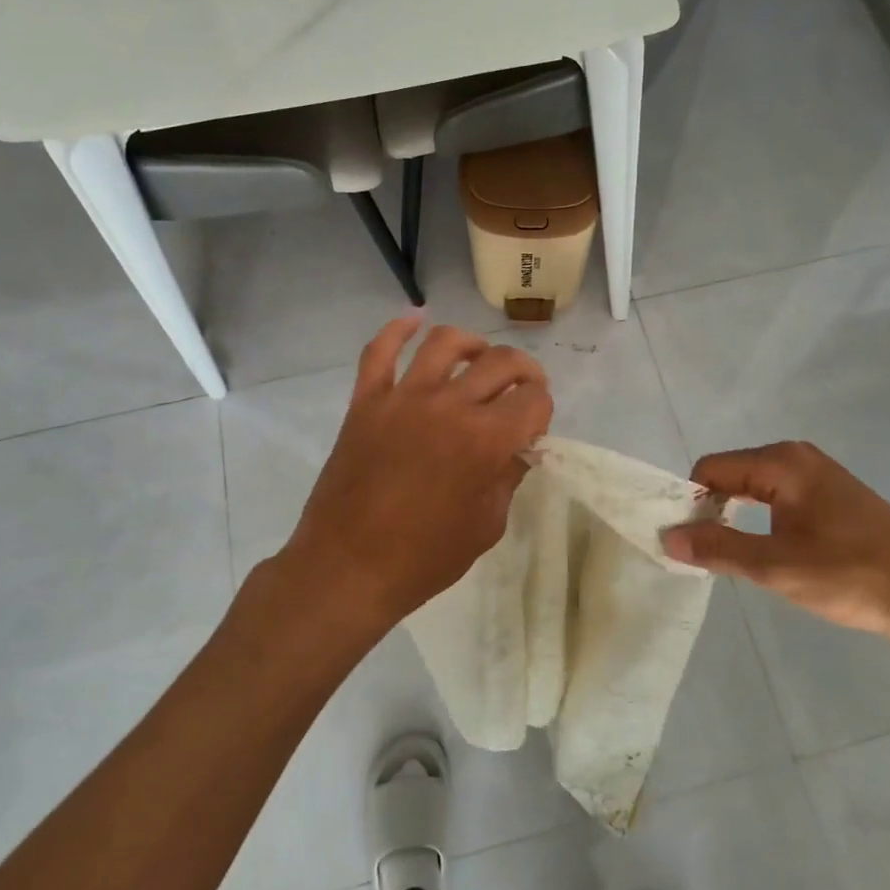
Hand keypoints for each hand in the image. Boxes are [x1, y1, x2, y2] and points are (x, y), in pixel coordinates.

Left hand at [280, 318, 552, 632]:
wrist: (347, 568)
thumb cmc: (423, 559)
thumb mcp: (486, 526)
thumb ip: (508, 477)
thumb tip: (519, 447)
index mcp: (486, 440)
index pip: (534, 400)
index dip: (542, 410)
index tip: (534, 427)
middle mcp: (449, 405)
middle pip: (500, 362)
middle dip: (524, 371)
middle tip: (522, 389)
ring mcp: (403, 397)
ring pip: (445, 342)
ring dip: (472, 343)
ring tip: (478, 357)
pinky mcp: (366, 400)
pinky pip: (379, 350)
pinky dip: (398, 329)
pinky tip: (414, 320)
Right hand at [662, 440, 889, 646]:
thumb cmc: (849, 576)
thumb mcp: (775, 566)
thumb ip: (717, 548)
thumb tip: (667, 536)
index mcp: (781, 462)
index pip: (710, 469)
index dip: (691, 502)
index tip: (686, 541)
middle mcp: (797, 456)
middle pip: (731, 473)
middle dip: (712, 508)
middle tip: (707, 552)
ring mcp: (819, 473)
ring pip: (755, 486)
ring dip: (737, 515)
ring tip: (735, 554)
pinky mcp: (834, 495)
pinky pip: (779, 495)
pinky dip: (763, 517)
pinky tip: (771, 549)